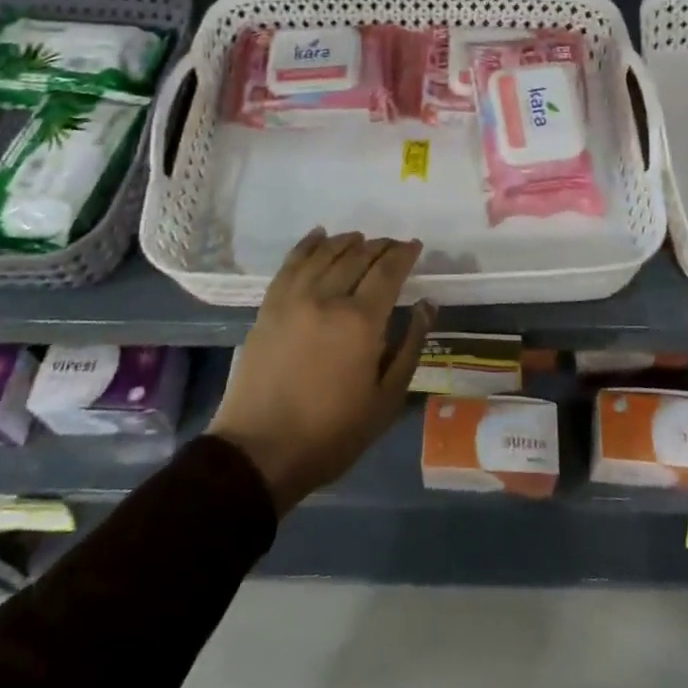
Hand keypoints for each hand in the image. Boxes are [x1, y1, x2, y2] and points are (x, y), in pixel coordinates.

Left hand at [207, 228, 434, 514]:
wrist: (260, 452)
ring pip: (325, 254)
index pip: (387, 270)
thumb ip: (410, 346)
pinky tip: (319, 235)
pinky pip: (291, 263)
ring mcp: (293, 298)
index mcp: (360, 321)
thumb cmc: (332, 433)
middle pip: (358, 256)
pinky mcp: (269, 306)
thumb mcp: (385, 399)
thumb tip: (427, 305)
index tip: (415, 246)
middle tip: (393, 245)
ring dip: (347, 241)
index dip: (404, 253)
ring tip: (361, 239)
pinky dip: (308, 245)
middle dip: (380, 246)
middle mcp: (327, 298)